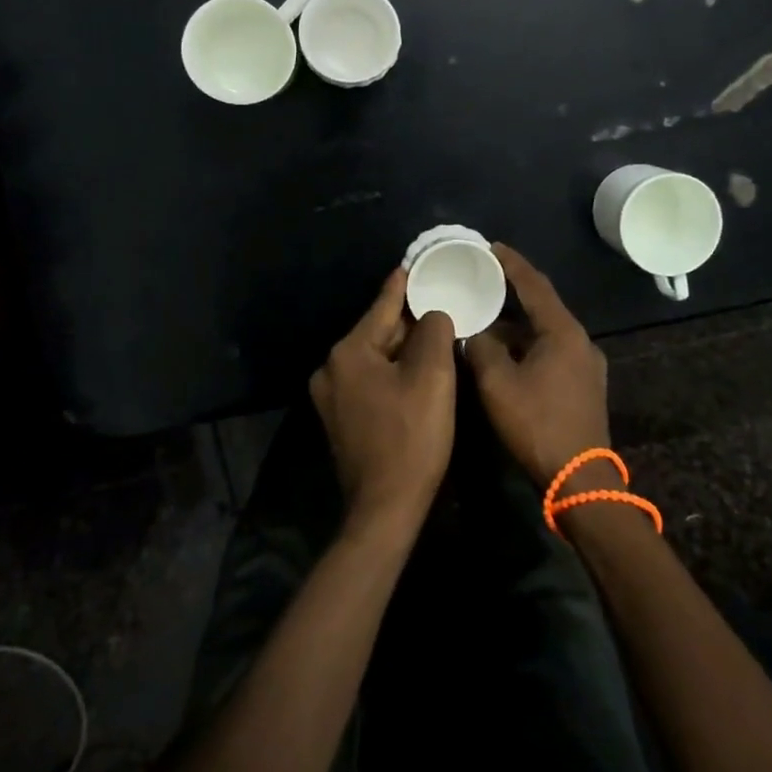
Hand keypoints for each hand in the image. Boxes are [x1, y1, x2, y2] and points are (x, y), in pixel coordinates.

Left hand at [309, 269, 456, 536]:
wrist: (385, 509)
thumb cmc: (411, 437)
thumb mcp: (432, 376)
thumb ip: (433, 330)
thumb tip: (432, 314)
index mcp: (349, 351)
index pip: (382, 306)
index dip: (403, 284)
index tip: (414, 263)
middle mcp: (331, 368)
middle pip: (378, 332)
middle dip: (409, 323)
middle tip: (439, 307)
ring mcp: (331, 396)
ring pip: (375, 358)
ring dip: (403, 350)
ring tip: (434, 338)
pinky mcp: (339, 418)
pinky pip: (370, 380)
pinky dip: (392, 373)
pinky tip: (415, 375)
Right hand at [464, 245, 611, 488]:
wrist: (581, 480)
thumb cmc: (538, 425)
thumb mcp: (498, 384)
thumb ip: (481, 348)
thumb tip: (474, 332)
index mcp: (563, 332)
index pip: (534, 285)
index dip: (512, 263)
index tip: (491, 246)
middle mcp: (580, 341)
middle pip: (542, 306)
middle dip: (512, 292)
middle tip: (483, 279)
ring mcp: (586, 364)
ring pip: (545, 332)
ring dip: (517, 325)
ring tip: (486, 318)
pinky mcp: (584, 385)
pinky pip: (551, 350)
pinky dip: (527, 344)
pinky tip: (505, 353)